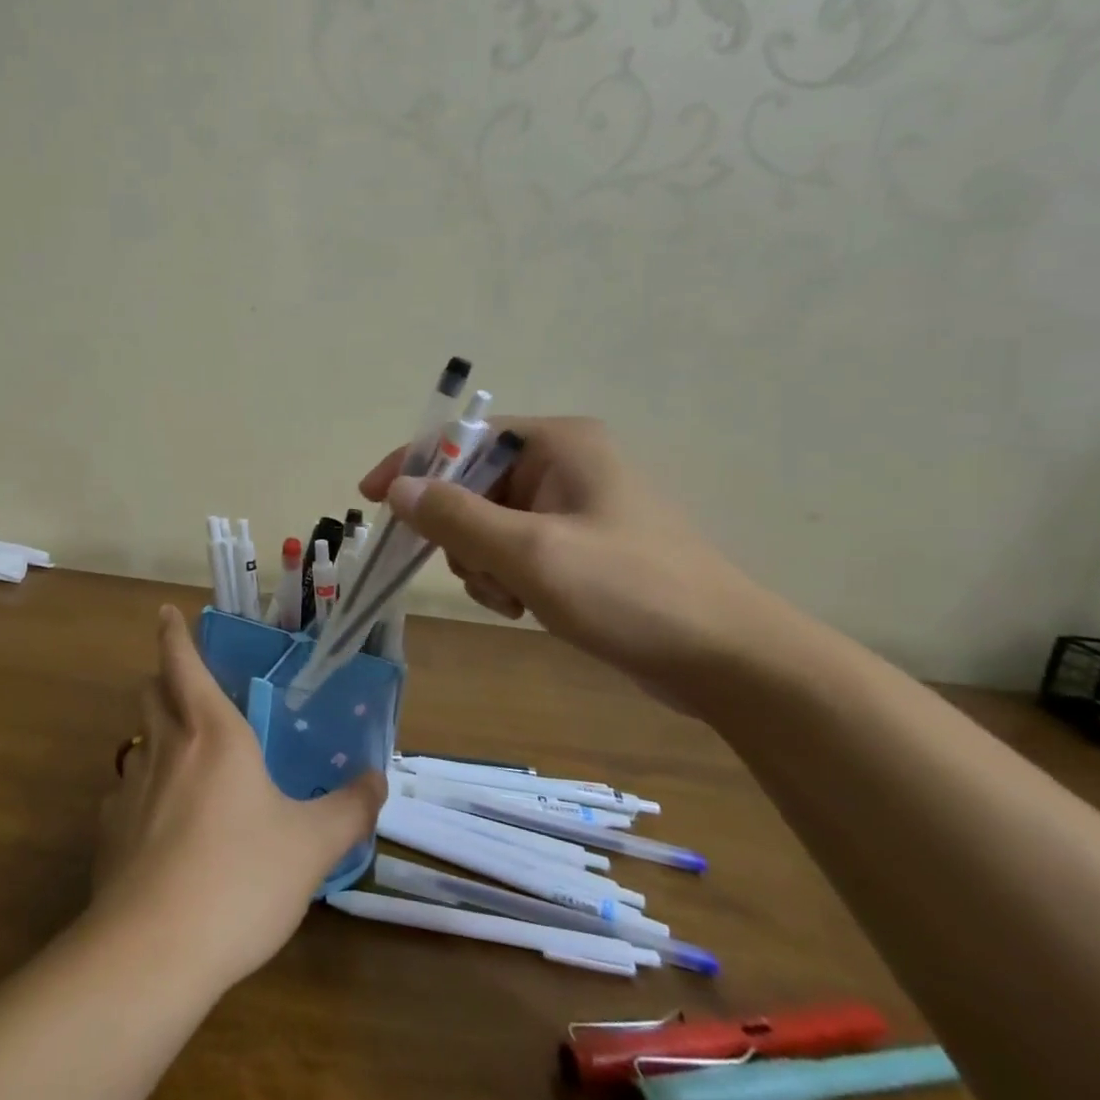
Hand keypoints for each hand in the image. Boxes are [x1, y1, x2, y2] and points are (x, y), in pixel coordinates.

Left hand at [90, 608, 386, 992]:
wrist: (154, 950)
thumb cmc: (241, 878)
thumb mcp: (312, 845)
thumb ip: (349, 809)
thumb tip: (377, 780)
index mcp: (213, 733)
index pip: (183, 663)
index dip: (173, 634)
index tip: (165, 613)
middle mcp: (165, 747)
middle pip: (150, 692)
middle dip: (163, 680)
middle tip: (186, 690)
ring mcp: (130, 789)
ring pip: (137, 741)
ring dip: (155, 738)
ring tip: (181, 762)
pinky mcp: (108, 833)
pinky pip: (124, 796)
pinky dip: (141, 796)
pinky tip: (161, 830)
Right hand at [359, 418, 778, 699]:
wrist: (728, 660)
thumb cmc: (629, 592)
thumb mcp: (531, 552)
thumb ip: (455, 517)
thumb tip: (397, 488)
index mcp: (559, 444)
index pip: (462, 438)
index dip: (412, 465)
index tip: (371, 498)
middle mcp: (565, 464)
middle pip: (472, 484)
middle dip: (461, 532)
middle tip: (475, 569)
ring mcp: (574, 506)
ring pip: (487, 524)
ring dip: (482, 562)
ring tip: (512, 596)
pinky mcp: (580, 545)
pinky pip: (514, 549)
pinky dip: (506, 577)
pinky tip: (525, 607)